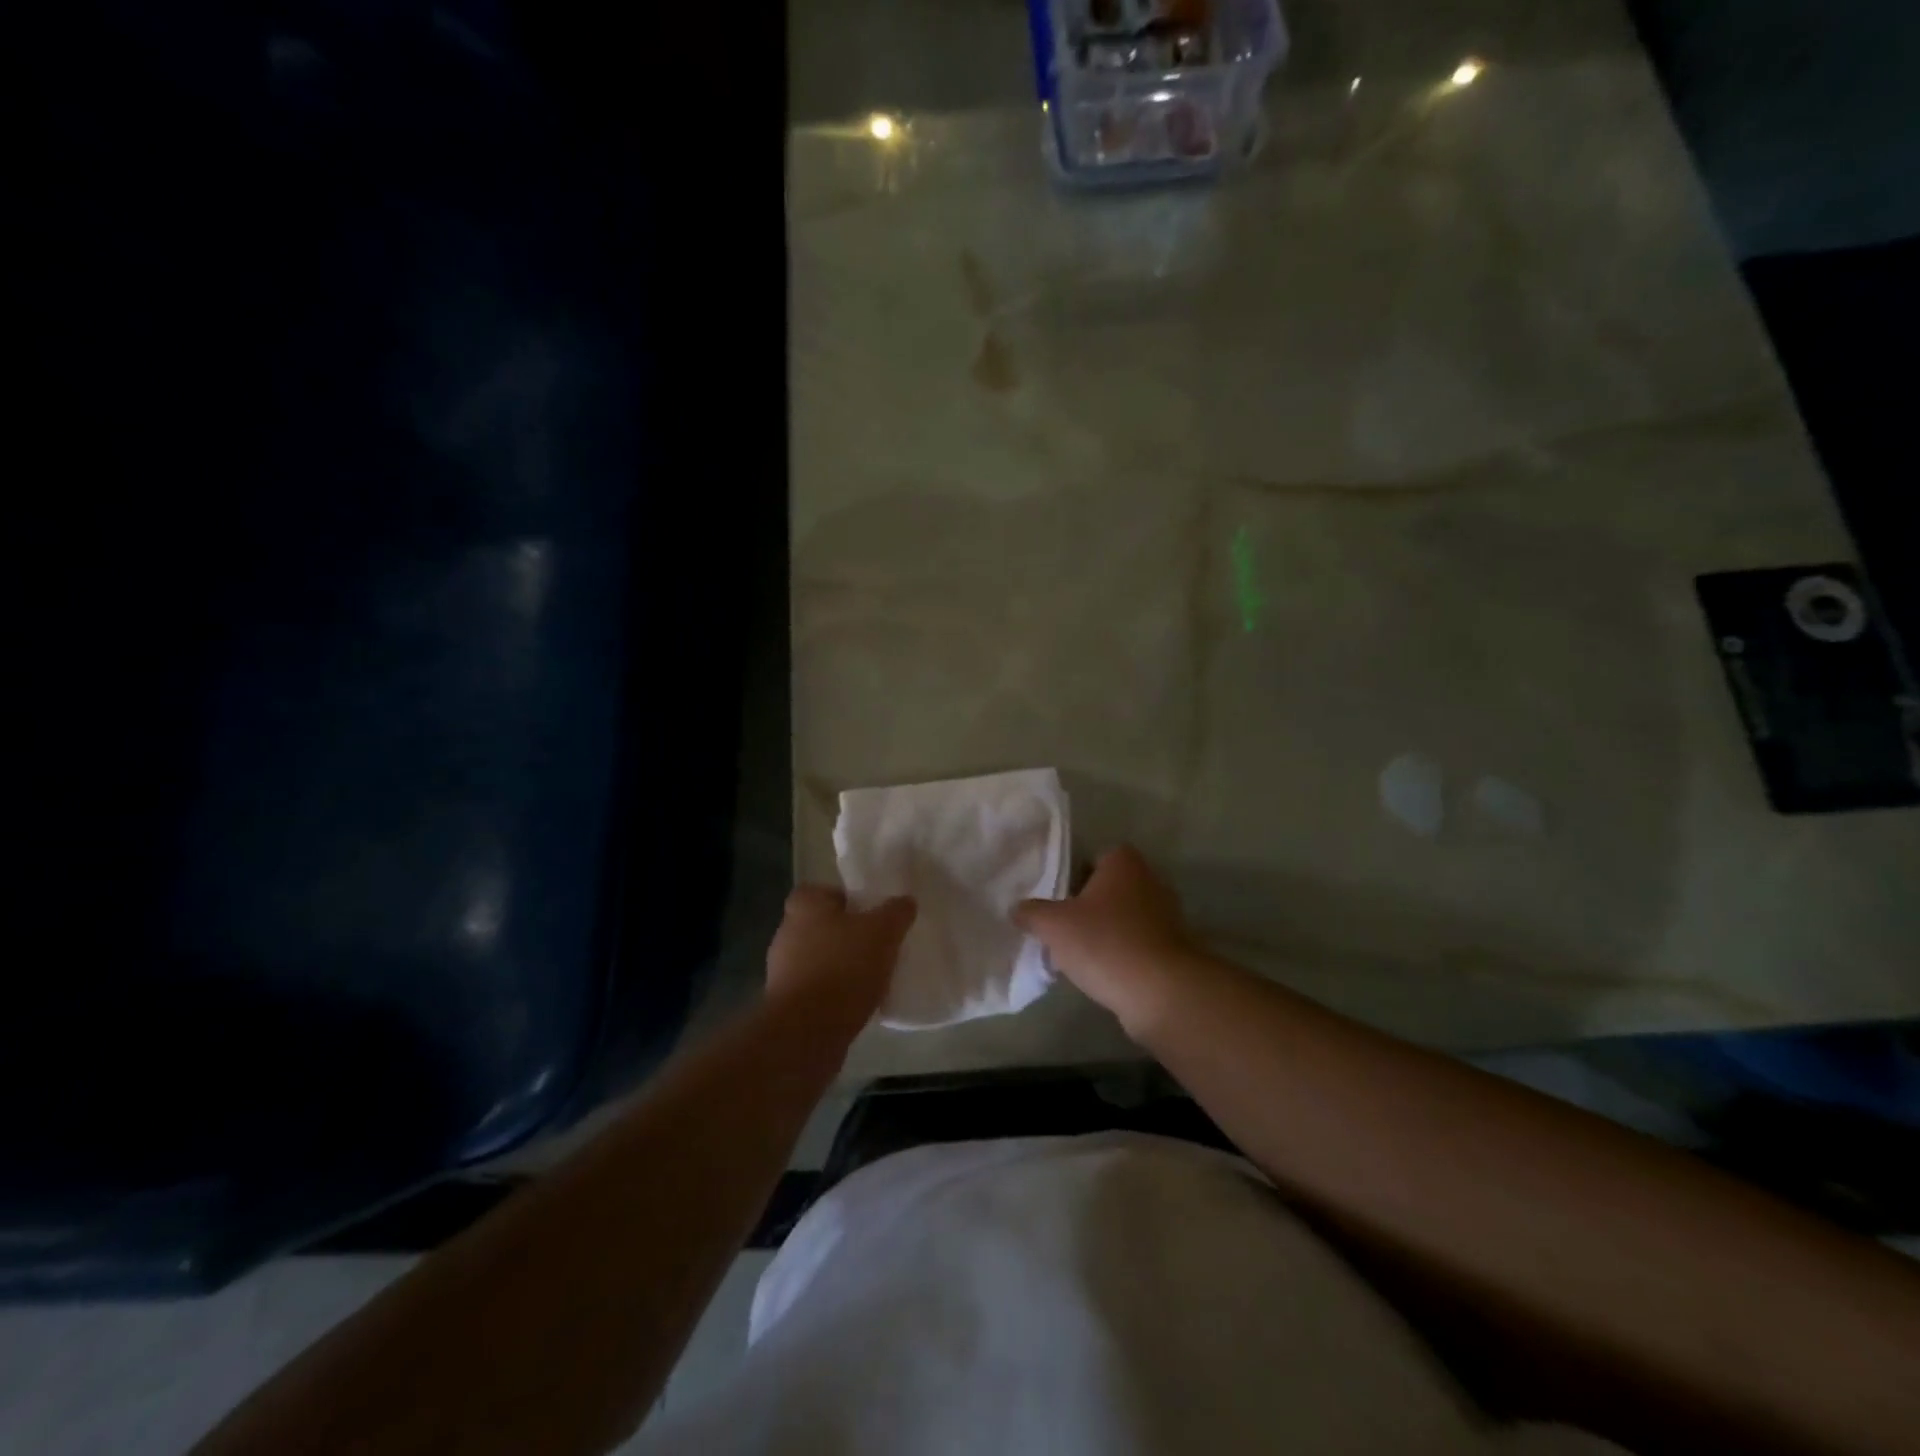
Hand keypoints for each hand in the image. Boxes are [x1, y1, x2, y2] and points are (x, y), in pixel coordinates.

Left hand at [766, 886, 916, 1033]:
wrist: (808, 1030)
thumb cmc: (844, 967)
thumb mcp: (883, 932)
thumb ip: (896, 912)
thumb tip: (905, 901)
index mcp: (804, 906)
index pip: (823, 891)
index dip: (846, 899)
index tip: (870, 913)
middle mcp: (786, 932)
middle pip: (821, 925)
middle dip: (846, 934)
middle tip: (877, 944)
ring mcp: (782, 970)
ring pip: (818, 958)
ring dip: (840, 965)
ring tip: (872, 976)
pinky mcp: (786, 1002)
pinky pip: (816, 988)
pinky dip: (833, 992)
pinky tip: (857, 1002)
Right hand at [1015, 846, 1199, 1036]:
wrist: (1161, 992)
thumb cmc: (1104, 943)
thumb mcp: (1053, 925)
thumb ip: (1031, 912)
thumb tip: (1016, 908)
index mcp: (1123, 862)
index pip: (1093, 857)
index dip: (1072, 875)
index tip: (1055, 898)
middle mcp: (1150, 880)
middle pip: (1108, 888)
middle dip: (1087, 905)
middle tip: (1060, 926)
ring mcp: (1166, 915)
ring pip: (1123, 917)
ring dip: (1104, 932)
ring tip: (1077, 953)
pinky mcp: (1173, 948)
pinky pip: (1137, 943)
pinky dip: (1121, 953)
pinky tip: (1101, 972)